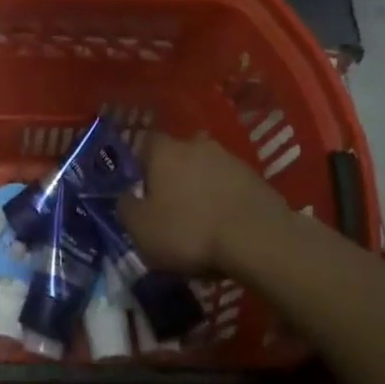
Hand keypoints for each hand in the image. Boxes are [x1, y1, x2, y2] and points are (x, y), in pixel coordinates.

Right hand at [118, 133, 288, 275]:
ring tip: (201, 221)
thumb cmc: (189, 231)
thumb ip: (126, 208)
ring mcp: (230, 159)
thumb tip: (125, 197)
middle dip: (173, 176)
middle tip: (170, 207)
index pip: (144, 144)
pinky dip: (226, 200)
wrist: (259, 240)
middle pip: (178, 155)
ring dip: (202, 188)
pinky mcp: (257, 178)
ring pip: (206, 169)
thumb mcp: (142, 230)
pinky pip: (231, 186)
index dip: (140, 165)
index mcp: (163, 151)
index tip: (140, 190)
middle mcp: (195, 144)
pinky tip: (226, 227)